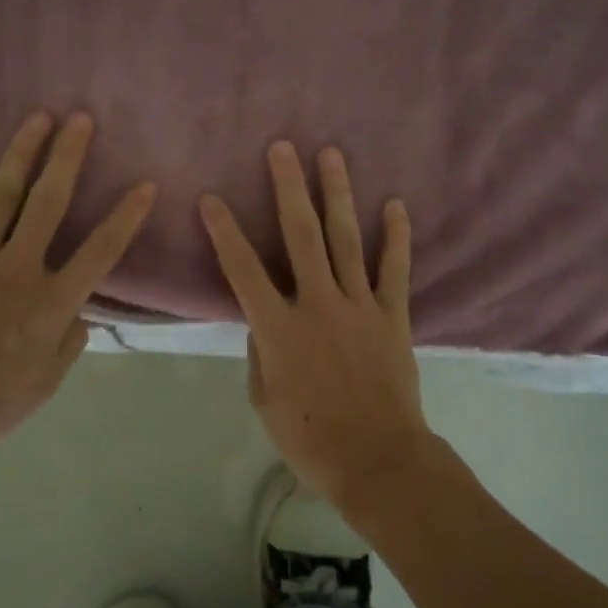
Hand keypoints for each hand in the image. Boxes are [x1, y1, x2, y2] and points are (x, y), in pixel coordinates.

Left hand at [0, 112, 154, 446]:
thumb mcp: (45, 383)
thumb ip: (69, 343)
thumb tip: (81, 312)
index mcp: (52, 302)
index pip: (100, 250)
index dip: (125, 216)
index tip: (145, 184)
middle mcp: (18, 267)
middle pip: (49, 202)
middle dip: (68, 157)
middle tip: (80, 119)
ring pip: (3, 195)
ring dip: (22, 153)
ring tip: (37, 118)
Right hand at [199, 142, 431, 507]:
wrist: (378, 460)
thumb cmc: (310, 438)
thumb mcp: (265, 399)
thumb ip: (262, 351)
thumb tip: (265, 318)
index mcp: (279, 327)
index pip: (242, 269)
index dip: (224, 231)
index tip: (212, 198)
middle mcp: (317, 303)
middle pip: (300, 235)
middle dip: (288, 187)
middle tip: (282, 147)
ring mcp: (358, 305)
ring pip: (346, 239)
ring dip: (336, 194)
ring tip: (331, 154)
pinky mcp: (391, 316)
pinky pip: (394, 269)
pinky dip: (396, 236)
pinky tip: (395, 204)